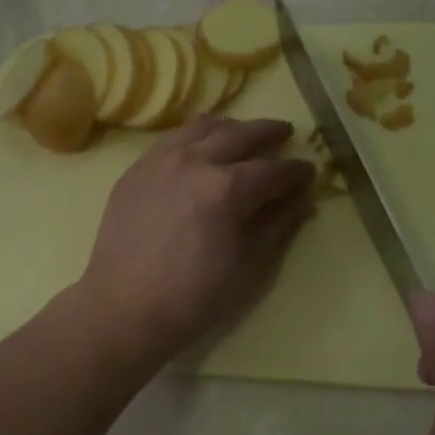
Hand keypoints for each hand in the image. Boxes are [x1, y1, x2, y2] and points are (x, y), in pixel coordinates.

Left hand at [73, 117, 314, 369]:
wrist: (124, 308)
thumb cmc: (194, 296)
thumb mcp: (248, 264)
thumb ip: (277, 223)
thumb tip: (301, 197)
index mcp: (227, 188)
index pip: (273, 170)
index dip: (296, 171)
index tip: (309, 171)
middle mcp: (194, 161)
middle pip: (240, 134)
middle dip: (268, 133)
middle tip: (285, 134)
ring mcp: (159, 160)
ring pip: (202, 127)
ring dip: (231, 127)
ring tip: (243, 133)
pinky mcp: (135, 169)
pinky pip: (172, 139)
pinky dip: (195, 136)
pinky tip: (201, 147)